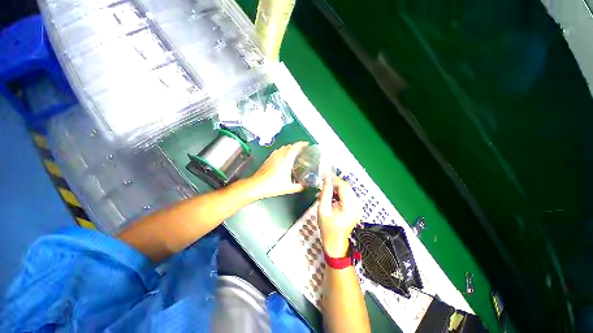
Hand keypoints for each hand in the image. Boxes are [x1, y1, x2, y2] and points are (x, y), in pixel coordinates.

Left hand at [248, 142, 309, 199]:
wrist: (257, 185)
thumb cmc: (273, 186)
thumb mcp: (289, 188)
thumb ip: (299, 186)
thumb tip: (304, 186)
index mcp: (286, 160)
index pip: (295, 147)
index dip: (301, 144)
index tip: (306, 144)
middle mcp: (279, 156)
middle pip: (289, 146)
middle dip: (296, 146)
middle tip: (301, 150)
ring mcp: (272, 156)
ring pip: (282, 148)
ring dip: (289, 148)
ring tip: (293, 153)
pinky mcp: (268, 159)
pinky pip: (277, 151)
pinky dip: (282, 151)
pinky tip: (282, 157)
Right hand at [317, 175, 361, 257]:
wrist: (336, 244)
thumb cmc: (327, 229)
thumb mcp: (323, 210)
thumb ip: (325, 193)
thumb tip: (326, 179)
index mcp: (350, 206)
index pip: (343, 186)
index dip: (333, 178)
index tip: (323, 173)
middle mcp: (357, 204)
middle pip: (345, 187)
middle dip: (334, 182)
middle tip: (322, 180)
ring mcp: (357, 206)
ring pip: (346, 190)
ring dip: (335, 187)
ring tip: (324, 189)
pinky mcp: (355, 208)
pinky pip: (347, 195)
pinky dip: (338, 193)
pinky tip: (330, 196)